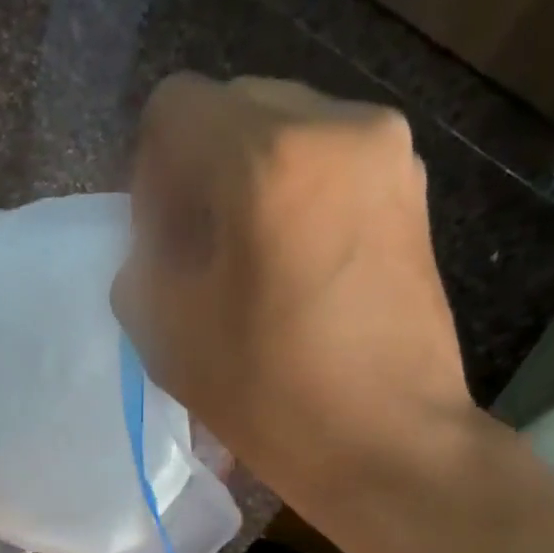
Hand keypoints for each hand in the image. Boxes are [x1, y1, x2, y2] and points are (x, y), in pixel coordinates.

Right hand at [112, 74, 470, 496]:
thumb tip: (161, 241)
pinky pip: (330, 160)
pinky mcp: (413, 188)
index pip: (174, 109)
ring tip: (255, 264)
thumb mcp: (168, 336)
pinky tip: (300, 266)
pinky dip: (298, 195)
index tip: (165, 244)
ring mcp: (388, 153)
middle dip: (201, 173)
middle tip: (203, 254)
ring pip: (285, 131)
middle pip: (233, 108)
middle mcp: (336, 126)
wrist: (390, 443)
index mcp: (266, 158)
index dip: (152, 176)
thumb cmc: (272, 397)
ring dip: (250, 183)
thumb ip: (140, 264)